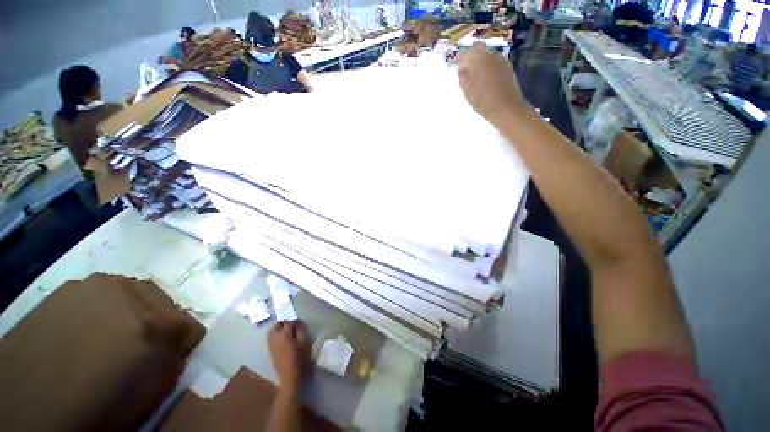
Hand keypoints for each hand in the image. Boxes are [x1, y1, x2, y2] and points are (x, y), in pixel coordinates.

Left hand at [268, 320, 309, 392]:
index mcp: (284, 335)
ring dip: (278, 328)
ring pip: (272, 330)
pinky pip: (270, 337)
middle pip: (277, 325)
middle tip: (292, 326)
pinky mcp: (270, 350)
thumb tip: (297, 323)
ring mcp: (271, 344)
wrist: (289, 375)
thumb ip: (300, 330)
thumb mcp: (304, 342)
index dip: (294, 322)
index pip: (288, 322)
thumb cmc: (299, 358)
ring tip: (286, 331)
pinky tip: (282, 338)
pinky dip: (275, 334)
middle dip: (284, 323)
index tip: (299, 324)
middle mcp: (275, 338)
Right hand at [456, 42, 525, 124]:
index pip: (465, 53)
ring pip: (487, 55)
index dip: (459, 60)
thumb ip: (462, 77)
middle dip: (471, 58)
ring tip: (476, 78)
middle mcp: (491, 54)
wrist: (507, 109)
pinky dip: (488, 68)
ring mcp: (501, 60)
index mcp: (478, 59)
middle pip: (478, 50)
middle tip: (466, 72)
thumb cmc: (483, 102)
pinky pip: (494, 62)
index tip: (456, 69)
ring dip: (480, 63)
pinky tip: (487, 80)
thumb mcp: (467, 92)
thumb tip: (461, 68)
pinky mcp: (508, 67)